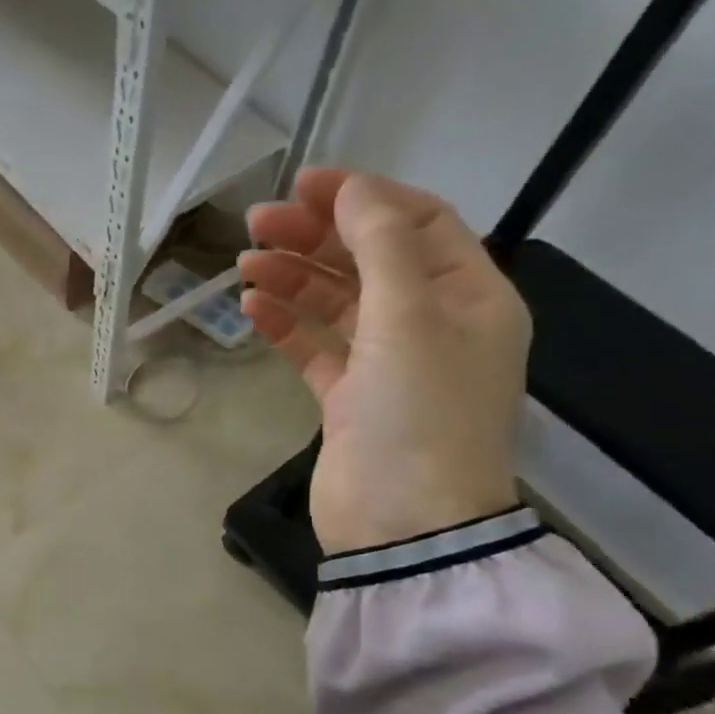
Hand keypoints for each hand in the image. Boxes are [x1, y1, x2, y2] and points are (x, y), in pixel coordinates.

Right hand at [240, 170, 529, 554]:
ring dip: (294, 277)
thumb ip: (382, 245)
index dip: (364, 196)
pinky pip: (316, 347)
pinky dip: (286, 324)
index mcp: (469, 297)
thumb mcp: (409, 319)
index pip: (419, 222)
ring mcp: (388, 364)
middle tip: (256, 224)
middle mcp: (432, 324)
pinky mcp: (349, 398)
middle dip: (316, 235)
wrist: (404, 528)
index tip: (305, 185)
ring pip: (337, 301)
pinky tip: (252, 308)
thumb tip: (353, 189)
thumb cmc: (419, 416)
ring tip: (245, 265)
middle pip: (370, 258)